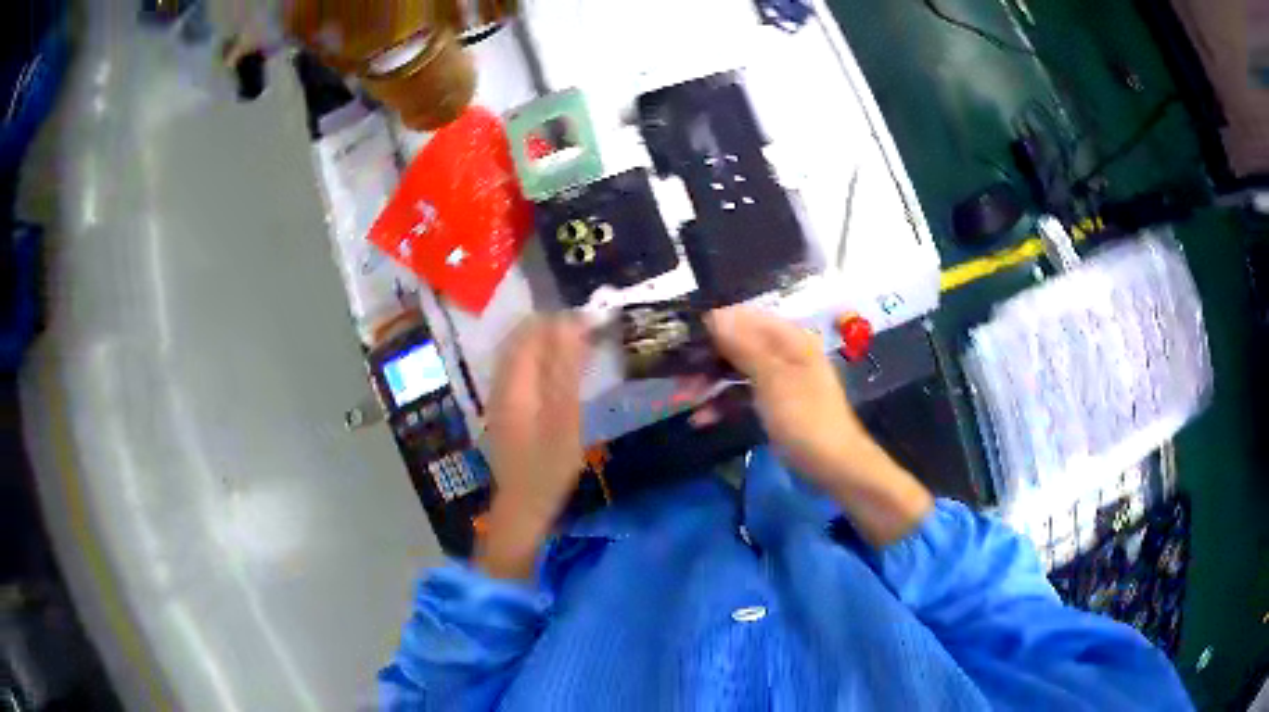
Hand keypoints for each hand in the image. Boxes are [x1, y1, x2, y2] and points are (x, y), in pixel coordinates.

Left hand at [478, 317, 589, 578]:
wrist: (523, 505)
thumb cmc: (548, 468)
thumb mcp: (564, 420)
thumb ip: (565, 371)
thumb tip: (571, 325)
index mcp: (513, 383)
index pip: (531, 334)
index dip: (560, 321)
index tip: (592, 320)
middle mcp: (500, 383)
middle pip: (522, 339)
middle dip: (554, 327)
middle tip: (590, 329)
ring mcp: (499, 395)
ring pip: (520, 352)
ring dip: (548, 342)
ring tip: (581, 342)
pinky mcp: (505, 407)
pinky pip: (520, 368)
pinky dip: (541, 359)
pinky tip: (561, 367)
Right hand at [706, 306, 931, 546]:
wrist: (833, 465)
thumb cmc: (805, 419)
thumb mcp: (773, 379)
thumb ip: (744, 346)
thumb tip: (715, 315)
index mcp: (789, 339)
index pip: (744, 318)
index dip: (713, 325)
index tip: (682, 339)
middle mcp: (783, 352)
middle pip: (738, 343)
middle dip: (707, 357)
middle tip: (678, 374)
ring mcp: (779, 379)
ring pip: (736, 370)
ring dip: (711, 382)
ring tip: (684, 397)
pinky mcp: (773, 403)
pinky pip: (742, 395)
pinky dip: (723, 403)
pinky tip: (701, 419)